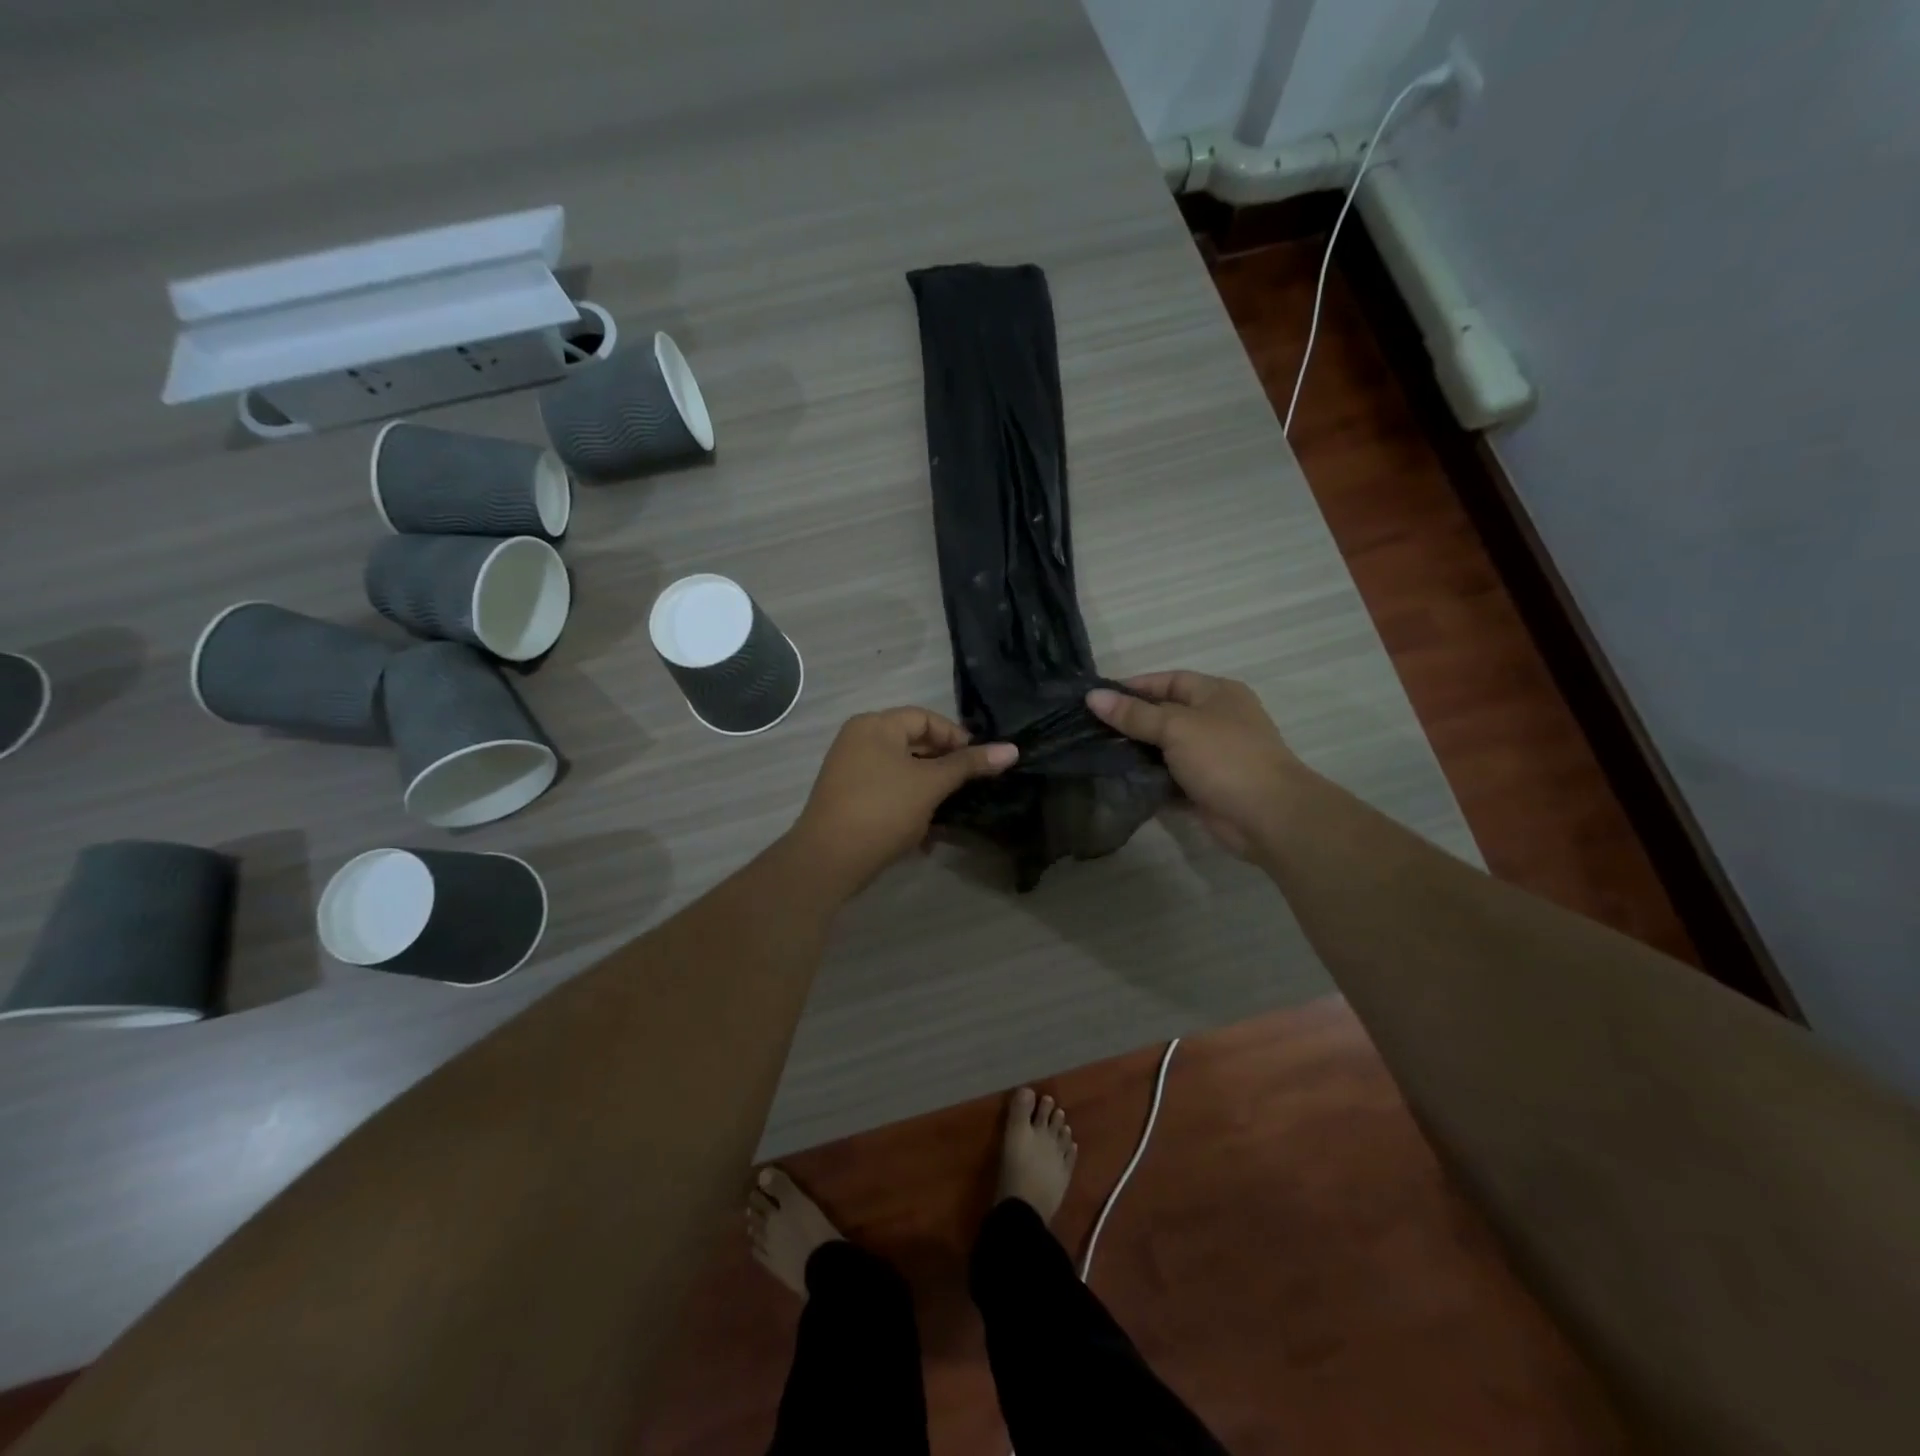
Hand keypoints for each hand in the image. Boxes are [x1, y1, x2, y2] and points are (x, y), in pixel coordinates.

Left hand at [789, 708, 1016, 896]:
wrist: (828, 860)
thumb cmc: (883, 810)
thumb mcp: (931, 784)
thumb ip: (969, 765)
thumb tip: (1012, 749)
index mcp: (875, 725)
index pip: (925, 718)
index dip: (956, 737)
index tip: (981, 762)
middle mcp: (859, 740)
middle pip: (913, 744)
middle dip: (944, 767)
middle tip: (971, 787)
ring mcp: (850, 771)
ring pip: (902, 772)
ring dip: (929, 791)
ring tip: (951, 812)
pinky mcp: (848, 799)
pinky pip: (887, 793)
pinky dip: (908, 806)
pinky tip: (925, 837)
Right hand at [1087, 672, 1302, 860]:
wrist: (1268, 816)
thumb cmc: (1225, 757)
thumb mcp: (1176, 727)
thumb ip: (1134, 714)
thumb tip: (1093, 696)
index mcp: (1216, 694)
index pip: (1169, 681)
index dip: (1134, 687)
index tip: (1097, 698)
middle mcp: (1216, 721)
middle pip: (1165, 715)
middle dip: (1130, 722)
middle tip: (1088, 729)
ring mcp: (1212, 757)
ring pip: (1165, 749)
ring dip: (1136, 753)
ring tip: (1095, 754)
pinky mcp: (1205, 788)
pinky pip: (1169, 779)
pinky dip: (1148, 780)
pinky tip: (1118, 781)